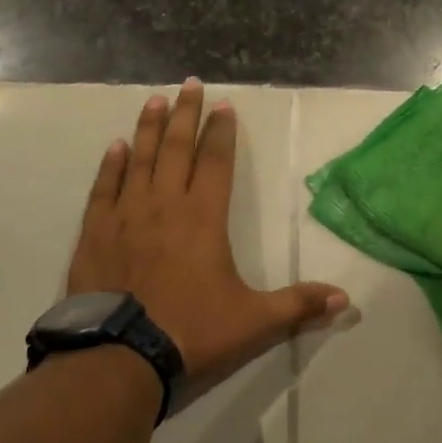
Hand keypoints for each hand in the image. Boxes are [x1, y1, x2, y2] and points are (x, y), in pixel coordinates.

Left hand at [69, 79, 347, 384]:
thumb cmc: (192, 332)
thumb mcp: (254, 322)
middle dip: (186, 114)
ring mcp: (127, 216)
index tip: (223, 105)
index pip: (216, 161)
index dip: (221, 132)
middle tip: (189, 84)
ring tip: (155, 100)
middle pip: (178, 149)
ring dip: (150, 128)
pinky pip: (104, 189)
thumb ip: (298, 306)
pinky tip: (116, 147)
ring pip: (141, 160)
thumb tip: (345, 300)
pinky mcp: (96, 233)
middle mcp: (166, 205)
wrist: (120, 358)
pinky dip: (111, 166)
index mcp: (204, 218)